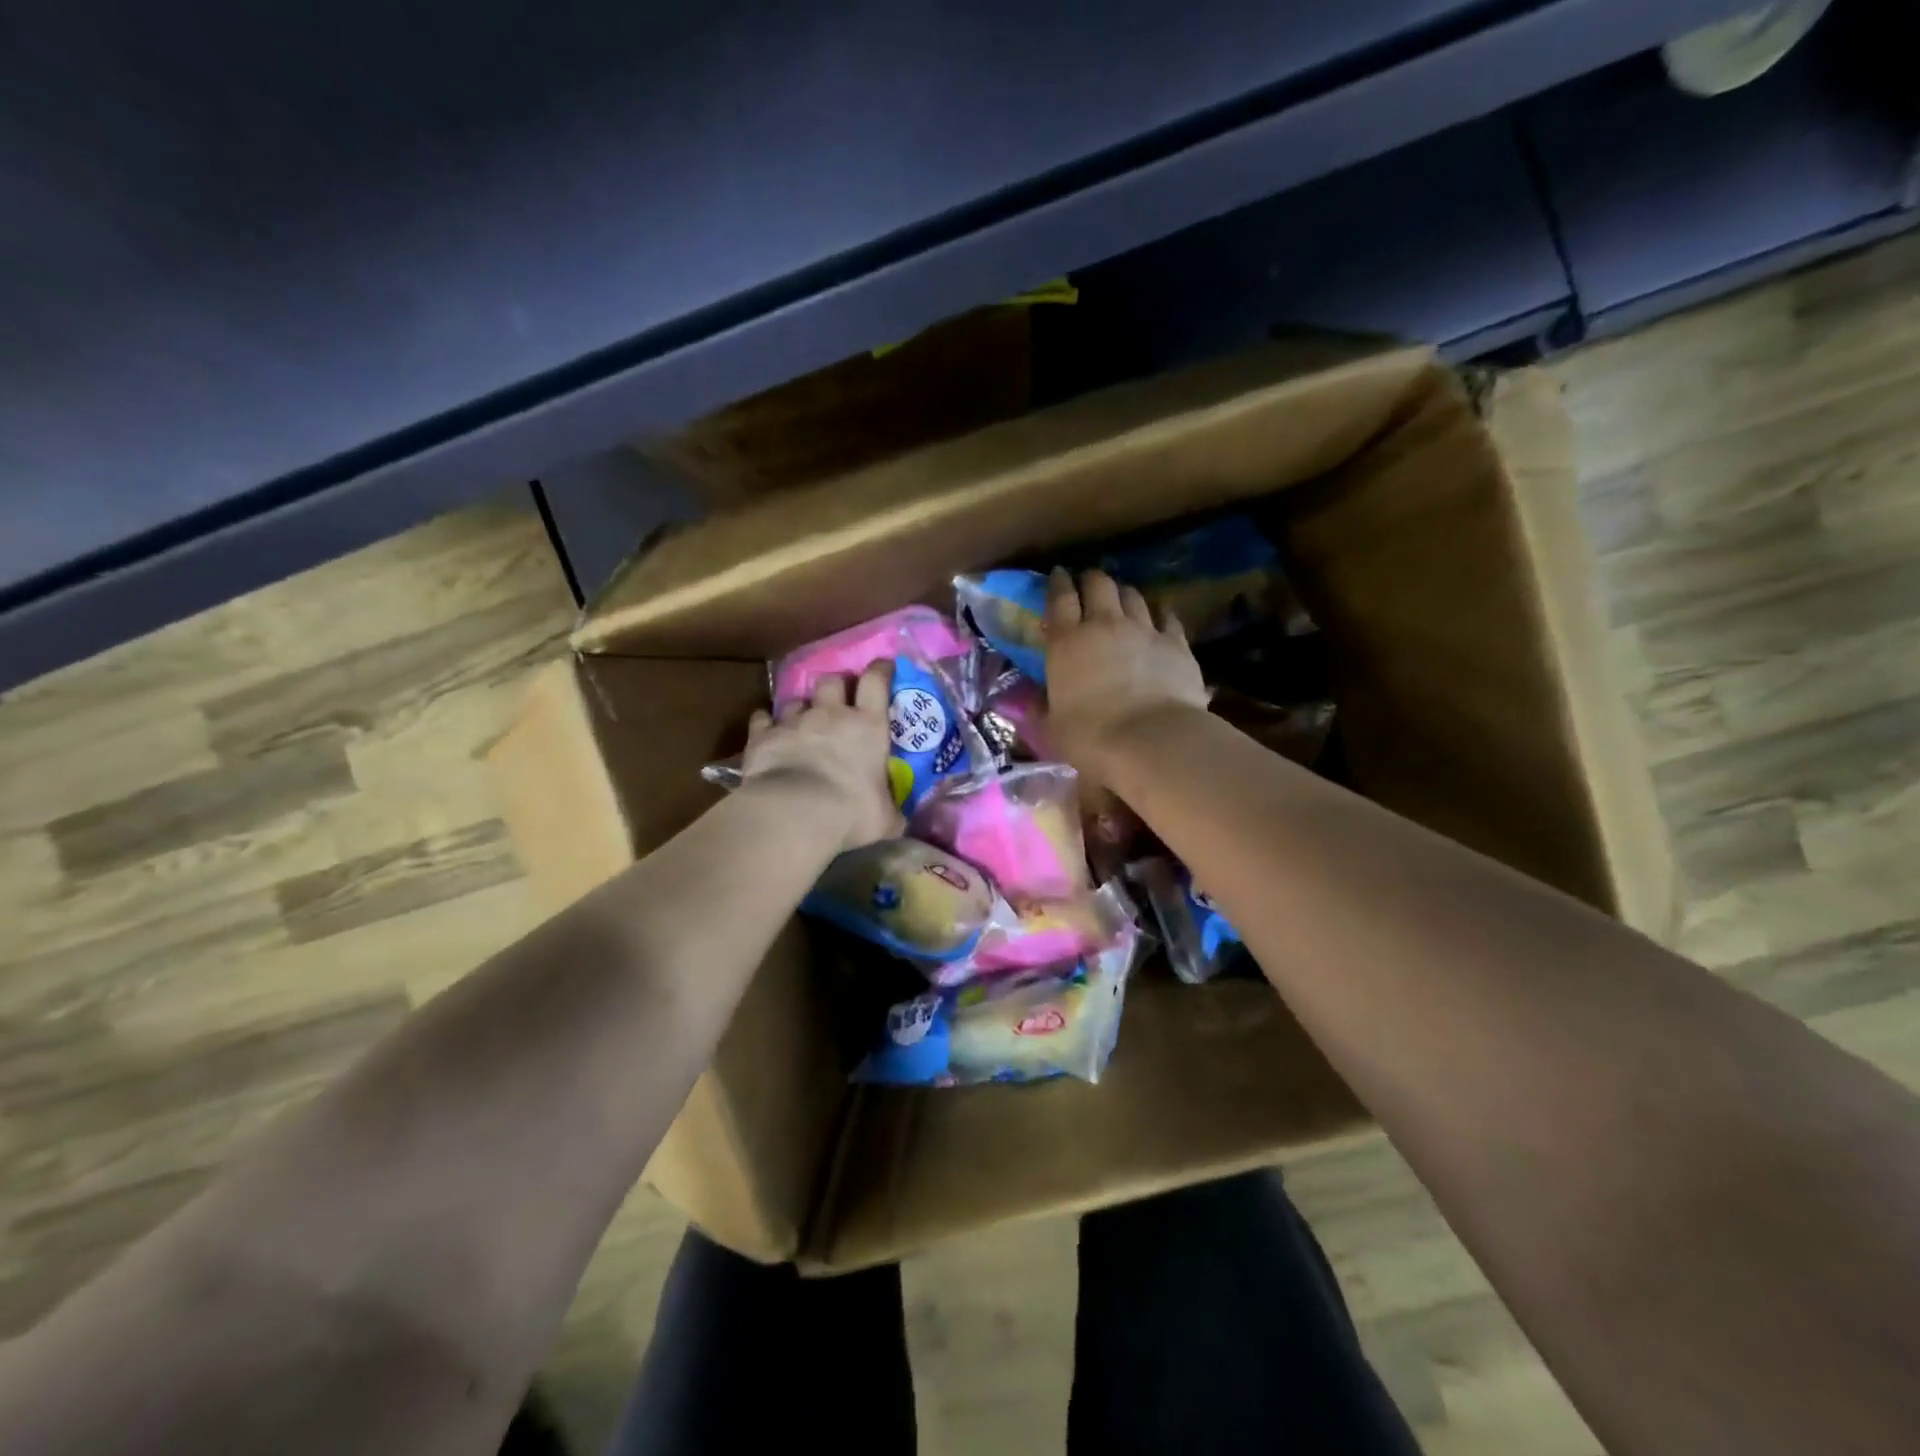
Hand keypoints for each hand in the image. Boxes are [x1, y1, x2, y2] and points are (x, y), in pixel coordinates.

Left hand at [742, 661, 901, 852]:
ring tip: (802, 719)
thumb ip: (892, 813)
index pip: (876, 682)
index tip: (883, 666)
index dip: (880, 670)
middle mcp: (831, 715)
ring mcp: (794, 722)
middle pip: (832, 680)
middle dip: (836, 684)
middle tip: (838, 698)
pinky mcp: (763, 735)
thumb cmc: (851, 812)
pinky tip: (767, 729)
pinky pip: (762, 718)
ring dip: (802, 706)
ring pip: (797, 699)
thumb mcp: (885, 819)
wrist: (795, 813)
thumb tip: (899, 822)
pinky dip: (766, 722)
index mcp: (868, 726)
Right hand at [1044, 568, 1208, 773]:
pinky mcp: (1176, 643)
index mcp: (1066, 642)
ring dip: (1123, 593)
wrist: (1152, 741)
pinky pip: (1167, 616)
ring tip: (1121, 599)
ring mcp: (1143, 630)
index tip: (1058, 574)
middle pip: (1098, 584)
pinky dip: (1159, 613)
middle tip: (1088, 585)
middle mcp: (1104, 625)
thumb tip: (1028, 703)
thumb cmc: (1092, 738)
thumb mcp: (1053, 728)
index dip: (1057, 582)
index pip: (1059, 598)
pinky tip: (1159, 617)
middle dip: (1091, 580)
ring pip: (1132, 595)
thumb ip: (1041, 709)